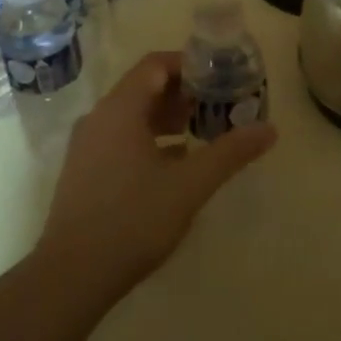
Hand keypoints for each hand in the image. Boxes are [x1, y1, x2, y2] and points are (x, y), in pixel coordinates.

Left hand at [38, 52, 276, 294]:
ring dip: (166, 117)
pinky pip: (120, 138)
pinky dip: (149, 139)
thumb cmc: (133, 220)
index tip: (220, 76)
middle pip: (144, 87)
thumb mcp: (190, 185)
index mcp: (120, 108)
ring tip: (200, 132)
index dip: (189, 64)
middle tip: (217, 105)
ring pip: (131, 115)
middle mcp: (99, 118)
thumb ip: (230, 152)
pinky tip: (173, 164)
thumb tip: (270, 129)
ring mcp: (86, 146)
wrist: (70, 276)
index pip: (156, 64)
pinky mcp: (83, 172)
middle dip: (182, 92)